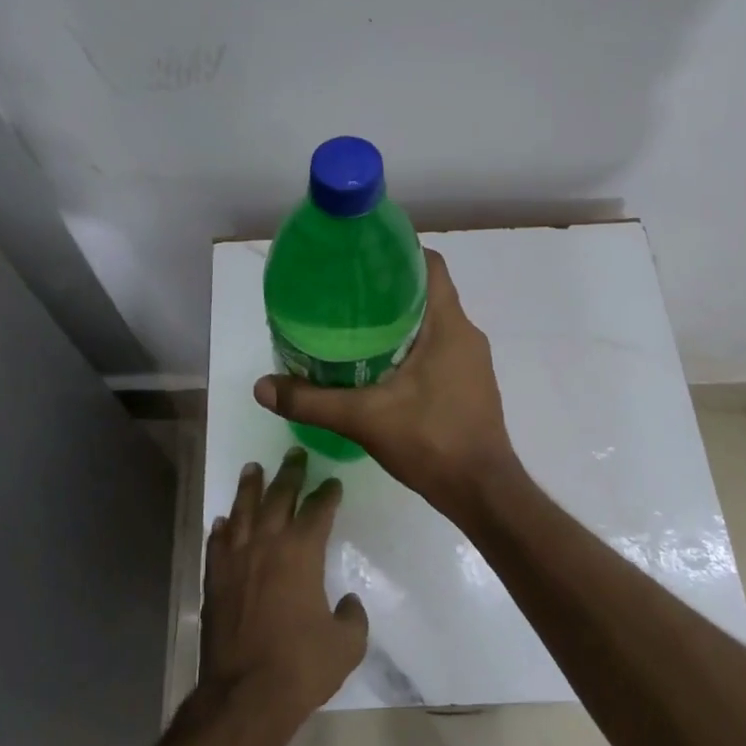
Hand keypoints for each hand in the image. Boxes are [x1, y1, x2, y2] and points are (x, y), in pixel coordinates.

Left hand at [199, 448, 367, 722]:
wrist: (245, 694)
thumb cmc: (302, 665)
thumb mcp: (347, 644)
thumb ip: (353, 615)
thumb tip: (348, 602)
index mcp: (302, 552)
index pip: (318, 509)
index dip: (327, 493)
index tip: (332, 482)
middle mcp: (267, 544)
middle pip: (279, 497)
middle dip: (290, 473)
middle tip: (294, 453)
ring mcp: (236, 559)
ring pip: (243, 510)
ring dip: (250, 487)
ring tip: (254, 467)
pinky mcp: (215, 579)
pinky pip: (218, 542)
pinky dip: (222, 528)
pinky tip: (224, 521)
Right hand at [253, 249, 518, 517]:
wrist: (483, 492)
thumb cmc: (432, 442)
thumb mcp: (364, 419)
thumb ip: (312, 401)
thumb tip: (261, 387)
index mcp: (449, 326)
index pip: (430, 265)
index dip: (399, 252)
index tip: (362, 257)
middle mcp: (466, 335)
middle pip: (427, 293)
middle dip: (388, 289)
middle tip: (343, 295)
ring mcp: (472, 361)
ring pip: (433, 323)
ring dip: (399, 320)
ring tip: (354, 328)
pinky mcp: (470, 384)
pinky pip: (439, 348)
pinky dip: (411, 346)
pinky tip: (380, 366)